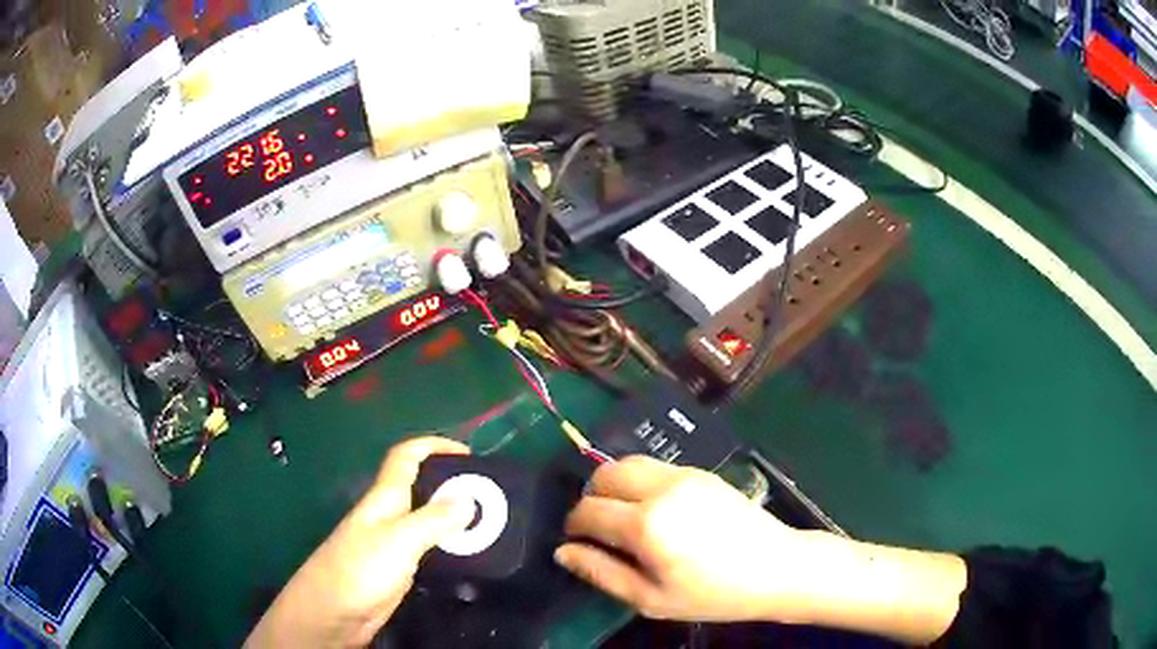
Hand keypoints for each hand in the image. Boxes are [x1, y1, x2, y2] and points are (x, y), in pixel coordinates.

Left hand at [246, 437, 474, 648]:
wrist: (333, 611)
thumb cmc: (360, 568)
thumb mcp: (399, 540)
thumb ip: (433, 520)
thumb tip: (469, 500)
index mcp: (385, 497)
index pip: (407, 456)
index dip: (433, 446)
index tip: (468, 454)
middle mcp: (389, 513)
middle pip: (421, 485)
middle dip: (452, 482)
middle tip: (490, 495)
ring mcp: (392, 541)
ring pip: (427, 517)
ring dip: (454, 515)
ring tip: (489, 522)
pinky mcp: (398, 567)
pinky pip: (429, 546)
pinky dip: (449, 543)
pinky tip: (468, 553)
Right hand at [556, 456, 966, 643]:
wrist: (776, 568)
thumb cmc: (713, 593)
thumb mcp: (650, 598)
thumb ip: (601, 573)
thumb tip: (562, 552)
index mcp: (645, 523)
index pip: (587, 511)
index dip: (573, 527)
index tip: (577, 543)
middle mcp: (660, 488)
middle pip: (603, 474)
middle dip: (591, 499)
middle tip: (600, 530)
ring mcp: (684, 474)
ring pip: (628, 463)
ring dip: (614, 486)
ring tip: (624, 517)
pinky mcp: (701, 471)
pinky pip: (654, 466)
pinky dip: (640, 482)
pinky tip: (655, 511)